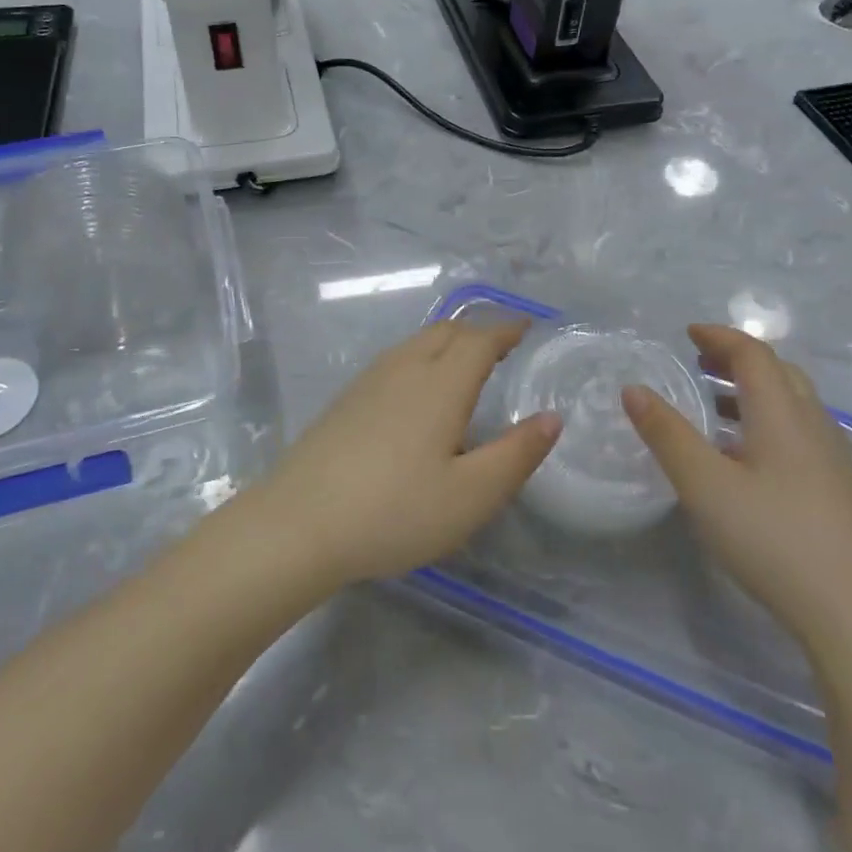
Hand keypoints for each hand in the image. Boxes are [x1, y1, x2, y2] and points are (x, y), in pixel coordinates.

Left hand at [255, 320, 561, 586]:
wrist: (299, 524)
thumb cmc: (395, 511)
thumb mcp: (471, 495)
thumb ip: (516, 454)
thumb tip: (551, 417)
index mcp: (440, 384)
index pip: (479, 340)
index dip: (505, 330)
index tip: (526, 327)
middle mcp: (404, 369)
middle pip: (445, 331)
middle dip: (477, 331)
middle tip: (500, 347)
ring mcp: (368, 382)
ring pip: (415, 343)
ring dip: (446, 342)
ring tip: (463, 365)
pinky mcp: (345, 400)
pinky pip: (395, 360)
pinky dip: (420, 358)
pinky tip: (416, 392)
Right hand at [621, 325, 851, 640]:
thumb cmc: (773, 539)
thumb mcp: (704, 485)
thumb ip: (667, 434)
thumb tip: (634, 389)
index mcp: (782, 414)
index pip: (753, 354)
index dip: (719, 337)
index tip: (687, 334)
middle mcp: (812, 425)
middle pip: (779, 372)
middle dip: (737, 359)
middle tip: (699, 363)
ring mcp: (832, 459)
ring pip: (793, 404)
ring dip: (753, 390)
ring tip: (715, 405)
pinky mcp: (838, 490)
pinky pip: (800, 431)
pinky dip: (767, 420)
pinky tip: (747, 458)